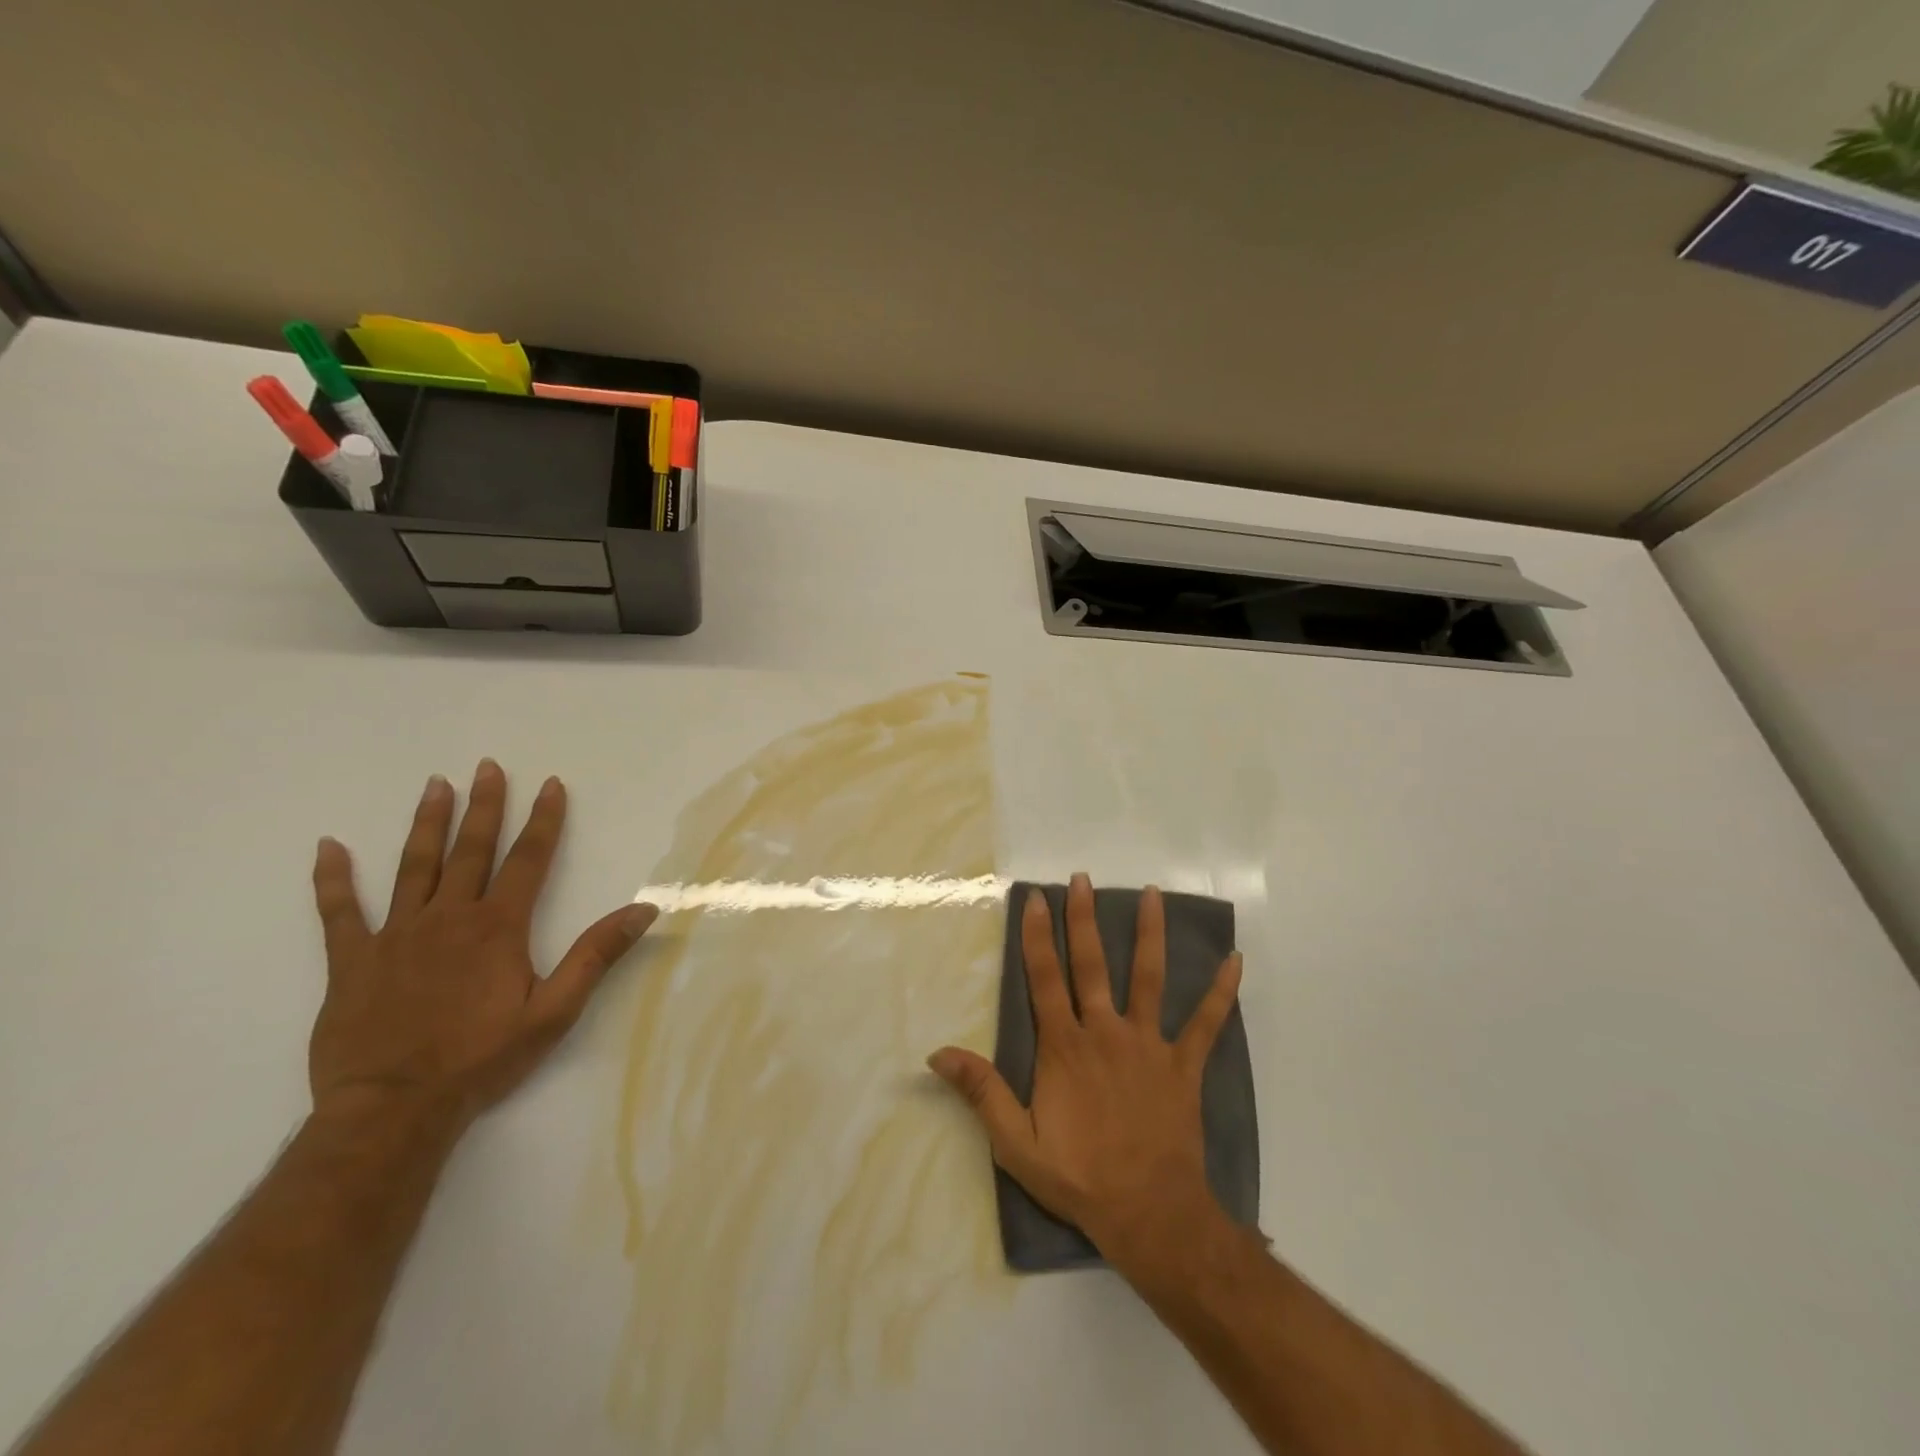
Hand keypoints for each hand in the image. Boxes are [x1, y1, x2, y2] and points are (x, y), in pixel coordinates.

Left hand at [307, 760, 657, 1137]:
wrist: (393, 1110)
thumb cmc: (482, 1059)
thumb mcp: (555, 1010)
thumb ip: (596, 955)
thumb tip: (644, 909)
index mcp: (498, 927)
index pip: (528, 860)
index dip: (544, 820)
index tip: (551, 785)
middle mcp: (448, 917)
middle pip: (471, 850)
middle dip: (485, 806)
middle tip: (488, 766)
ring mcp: (395, 936)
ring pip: (413, 866)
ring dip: (426, 824)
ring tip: (435, 785)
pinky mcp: (351, 962)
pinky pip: (338, 913)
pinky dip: (333, 879)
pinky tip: (329, 848)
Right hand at [928, 873, 1242, 1276]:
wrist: (1150, 1216)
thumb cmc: (1079, 1177)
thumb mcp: (1016, 1144)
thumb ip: (982, 1092)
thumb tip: (937, 1054)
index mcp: (1064, 1047)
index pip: (1045, 978)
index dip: (1038, 936)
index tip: (1037, 899)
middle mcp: (1105, 1032)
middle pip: (1093, 964)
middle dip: (1085, 919)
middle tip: (1083, 878)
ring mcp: (1148, 1045)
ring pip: (1148, 978)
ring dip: (1150, 934)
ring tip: (1153, 893)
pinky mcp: (1183, 1065)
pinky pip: (1206, 1023)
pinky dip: (1221, 992)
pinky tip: (1235, 960)